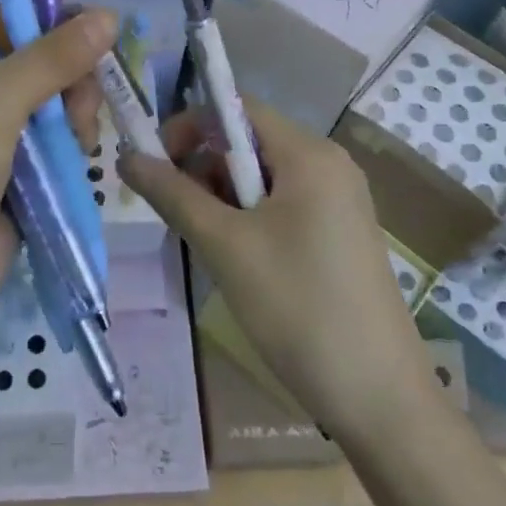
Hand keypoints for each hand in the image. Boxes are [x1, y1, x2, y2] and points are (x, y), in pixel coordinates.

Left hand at [0, 9, 113, 340]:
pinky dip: (71, 136)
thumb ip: (53, 56)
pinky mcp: (13, 160)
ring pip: (52, 90)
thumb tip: (109, 15)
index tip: (84, 22)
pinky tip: (80, 151)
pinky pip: (54, 130)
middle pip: (35, 48)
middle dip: (68, 69)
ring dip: (74, 106)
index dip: (41, 6)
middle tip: (78, 98)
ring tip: (79, 136)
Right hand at [120, 100, 427, 435]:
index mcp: (309, 154)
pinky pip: (282, 205)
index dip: (188, 126)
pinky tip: (239, 260)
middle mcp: (329, 165)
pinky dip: (249, 219)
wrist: (378, 396)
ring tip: (210, 246)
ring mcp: (339, 201)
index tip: (154, 166)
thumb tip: (126, 156)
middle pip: (248, 142)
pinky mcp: (339, 234)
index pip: (236, 108)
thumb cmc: (297, 308)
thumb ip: (173, 194)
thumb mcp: (225, 246)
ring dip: (223, 199)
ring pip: (261, 178)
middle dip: (204, 168)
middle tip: (179, 216)